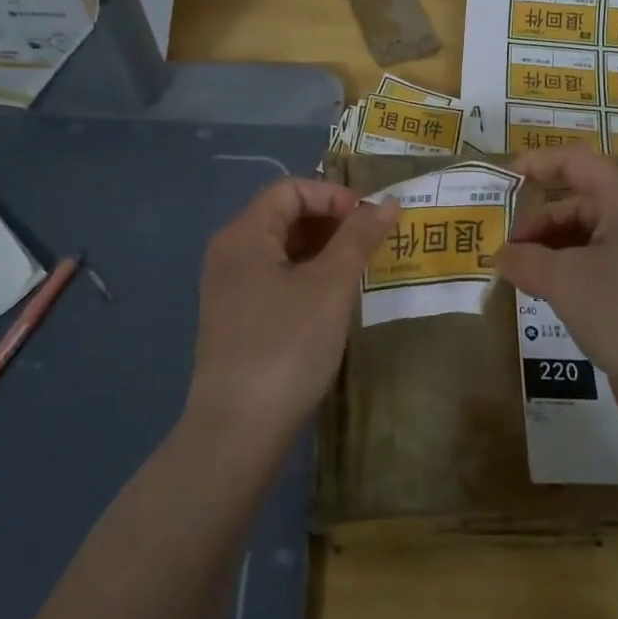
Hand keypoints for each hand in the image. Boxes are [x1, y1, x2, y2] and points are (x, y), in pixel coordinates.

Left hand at [188, 177, 398, 451]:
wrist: (239, 429)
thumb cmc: (287, 345)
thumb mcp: (331, 286)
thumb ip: (359, 238)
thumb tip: (387, 202)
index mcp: (244, 235)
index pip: (290, 189)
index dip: (333, 195)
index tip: (370, 219)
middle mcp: (230, 254)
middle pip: (284, 216)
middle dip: (332, 222)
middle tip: (373, 244)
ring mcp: (231, 289)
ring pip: (282, 250)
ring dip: (323, 251)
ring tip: (361, 270)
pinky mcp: (238, 319)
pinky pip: (276, 279)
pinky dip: (308, 277)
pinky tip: (335, 300)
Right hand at [497, 150, 617, 439]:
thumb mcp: (564, 279)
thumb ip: (525, 259)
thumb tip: (500, 254)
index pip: (577, 163)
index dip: (539, 164)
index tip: (502, 182)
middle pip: (578, 204)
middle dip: (537, 222)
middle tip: (503, 250)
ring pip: (584, 240)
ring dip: (547, 251)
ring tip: (516, 275)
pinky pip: (593, 270)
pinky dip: (564, 276)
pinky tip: (543, 297)